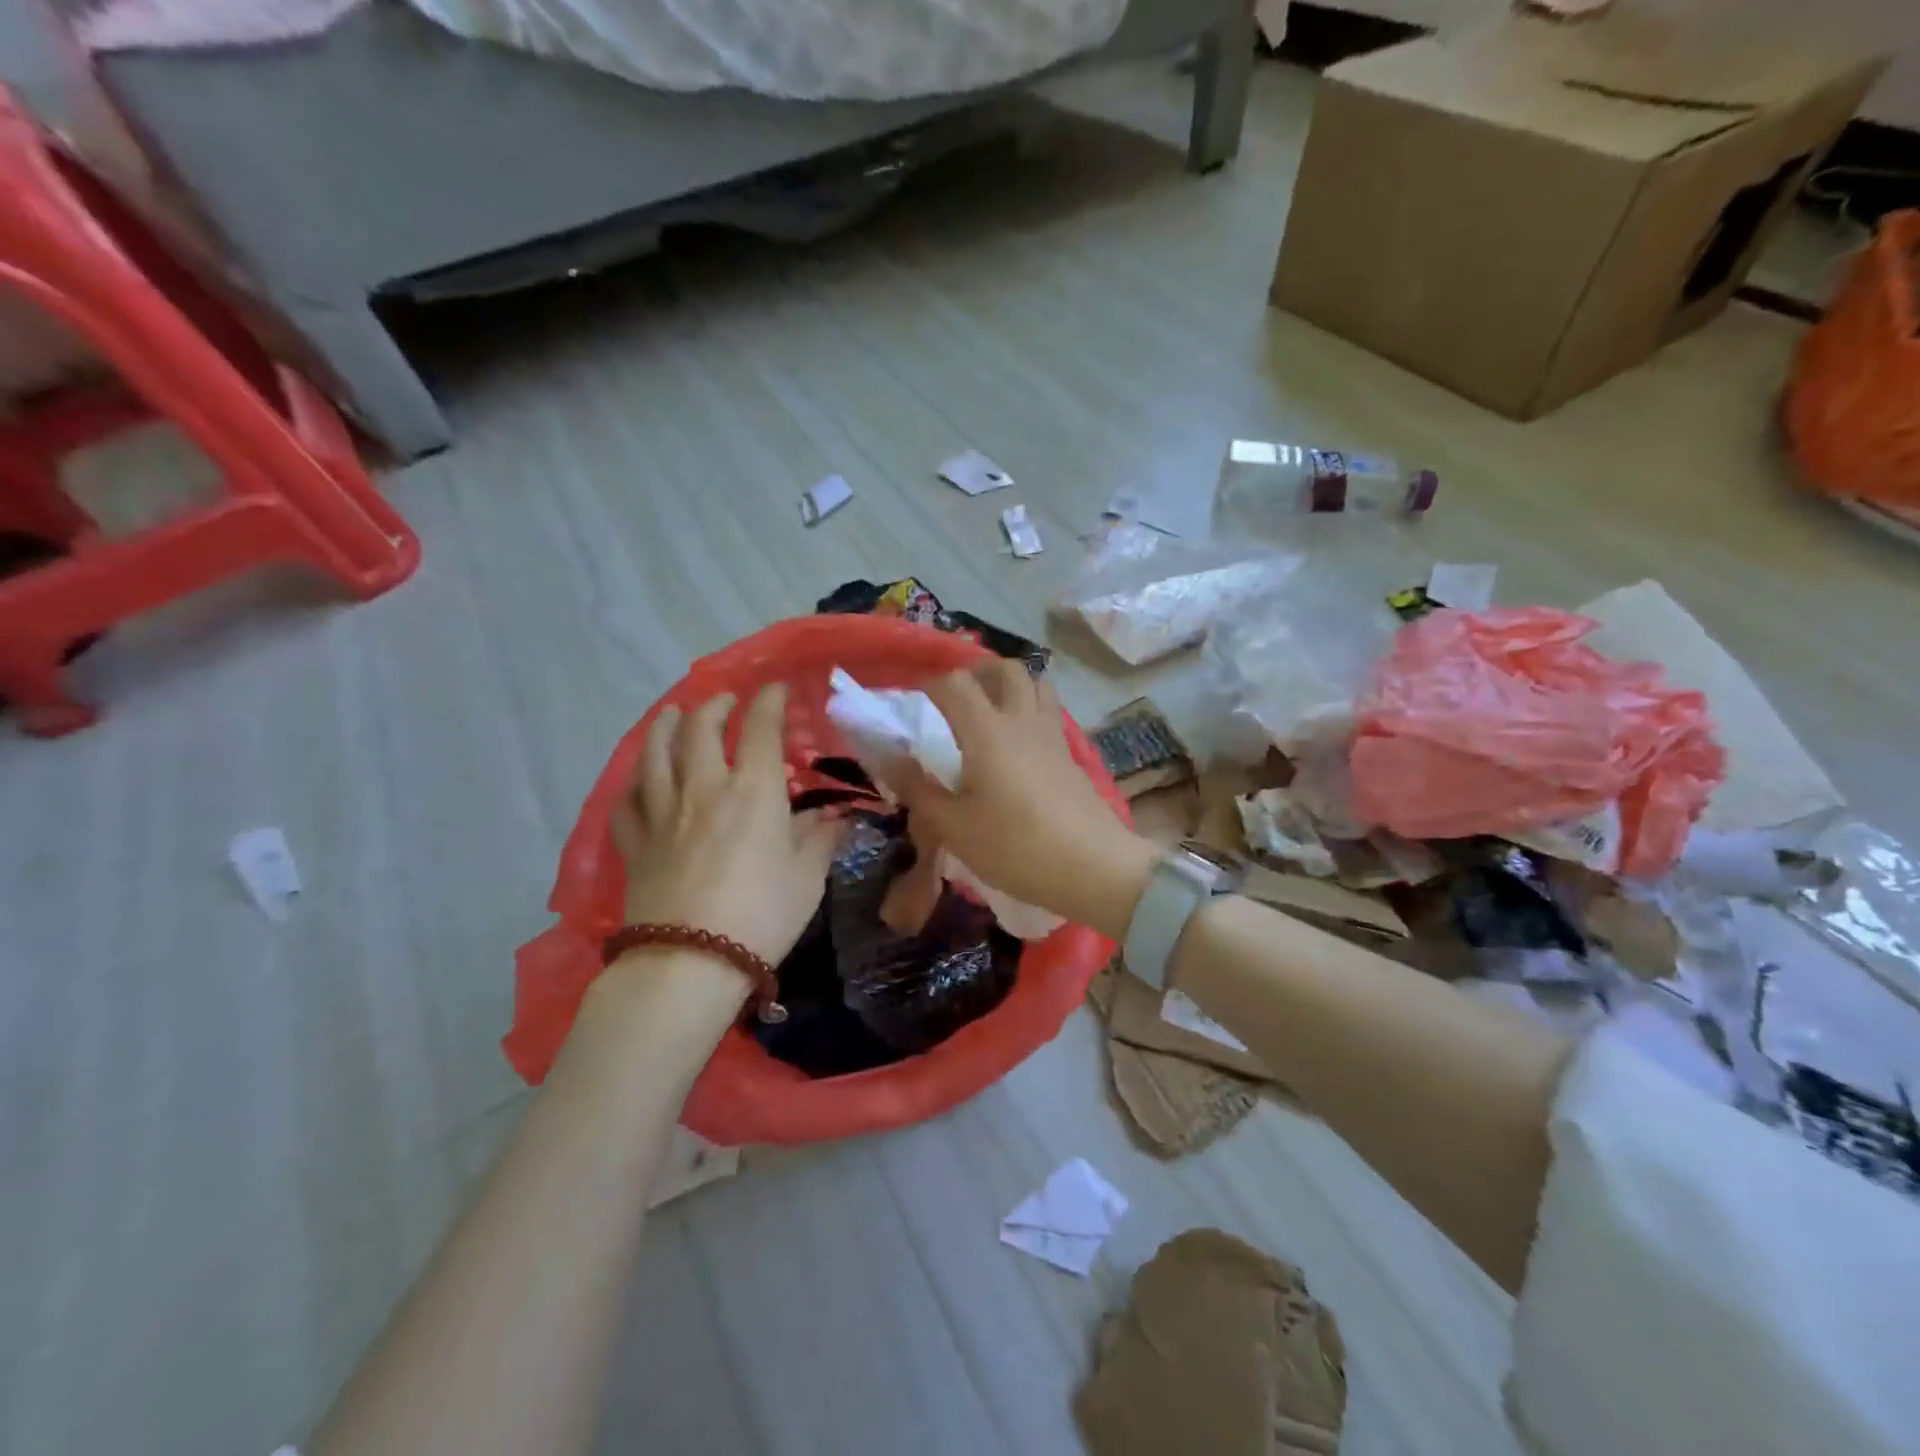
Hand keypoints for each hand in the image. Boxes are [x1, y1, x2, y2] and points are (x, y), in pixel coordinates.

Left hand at [610, 684, 841, 975]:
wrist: (691, 962)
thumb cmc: (763, 916)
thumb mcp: (808, 878)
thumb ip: (821, 840)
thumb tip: (838, 818)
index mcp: (754, 792)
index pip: (760, 728)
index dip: (769, 701)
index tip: (775, 688)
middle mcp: (705, 789)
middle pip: (700, 728)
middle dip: (715, 705)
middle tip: (726, 701)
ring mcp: (663, 813)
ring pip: (655, 753)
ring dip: (666, 725)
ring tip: (674, 714)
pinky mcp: (635, 843)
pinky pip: (627, 801)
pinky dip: (634, 781)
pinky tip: (640, 779)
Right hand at [891, 661, 1154, 939]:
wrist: (1093, 867)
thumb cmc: (1016, 847)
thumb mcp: (955, 827)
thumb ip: (918, 789)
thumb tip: (888, 757)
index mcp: (988, 731)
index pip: (954, 683)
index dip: (929, 686)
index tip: (913, 707)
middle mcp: (1022, 720)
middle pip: (1004, 669)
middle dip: (976, 673)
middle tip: (956, 699)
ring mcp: (1052, 734)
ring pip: (1035, 683)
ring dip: (1009, 685)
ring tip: (989, 712)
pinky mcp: (1070, 753)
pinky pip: (1048, 711)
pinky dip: (1029, 709)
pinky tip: (1017, 745)